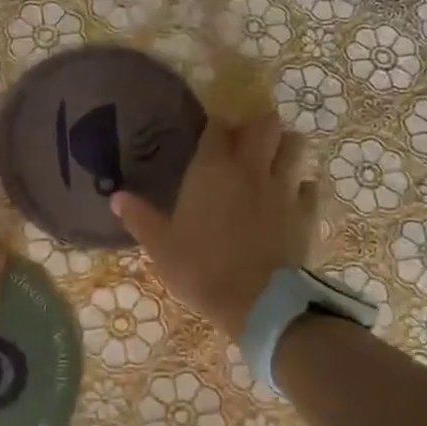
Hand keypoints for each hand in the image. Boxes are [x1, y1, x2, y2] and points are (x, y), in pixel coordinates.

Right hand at [111, 111, 315, 342]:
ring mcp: (284, 188)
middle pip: (266, 124)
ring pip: (295, 146)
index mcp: (212, 169)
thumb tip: (116, 197)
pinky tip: (291, 199)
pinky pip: (310, 186)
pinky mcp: (306, 212)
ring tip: (273, 163)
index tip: (209, 138)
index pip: (218, 126)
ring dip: (285, 148)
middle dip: (257, 128)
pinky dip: (302, 187)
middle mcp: (251, 168)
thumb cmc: (200, 269)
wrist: (255, 301)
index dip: (215, 128)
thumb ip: (140, 217)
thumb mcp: (161, 247)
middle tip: (245, 145)